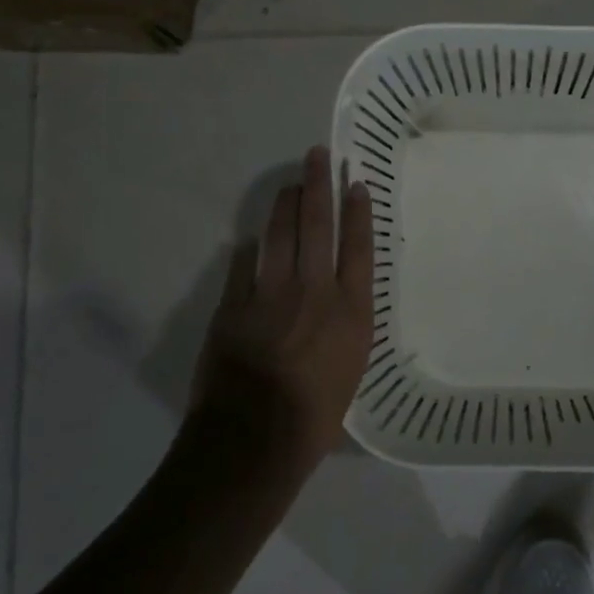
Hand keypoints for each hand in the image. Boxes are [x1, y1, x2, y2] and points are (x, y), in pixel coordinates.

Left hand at [189, 146, 374, 470]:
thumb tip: (337, 304)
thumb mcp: (352, 368)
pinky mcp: (235, 304)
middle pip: (318, 225)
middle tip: (317, 156)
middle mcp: (316, 290)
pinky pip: (244, 263)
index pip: (359, 246)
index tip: (357, 183)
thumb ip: (347, 327)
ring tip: (291, 183)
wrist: (256, 437)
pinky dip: (251, 247)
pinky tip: (253, 237)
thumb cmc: (317, 416)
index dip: (358, 211)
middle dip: (319, 185)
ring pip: (280, 233)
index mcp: (352, 309)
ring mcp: (272, 293)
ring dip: (286, 203)